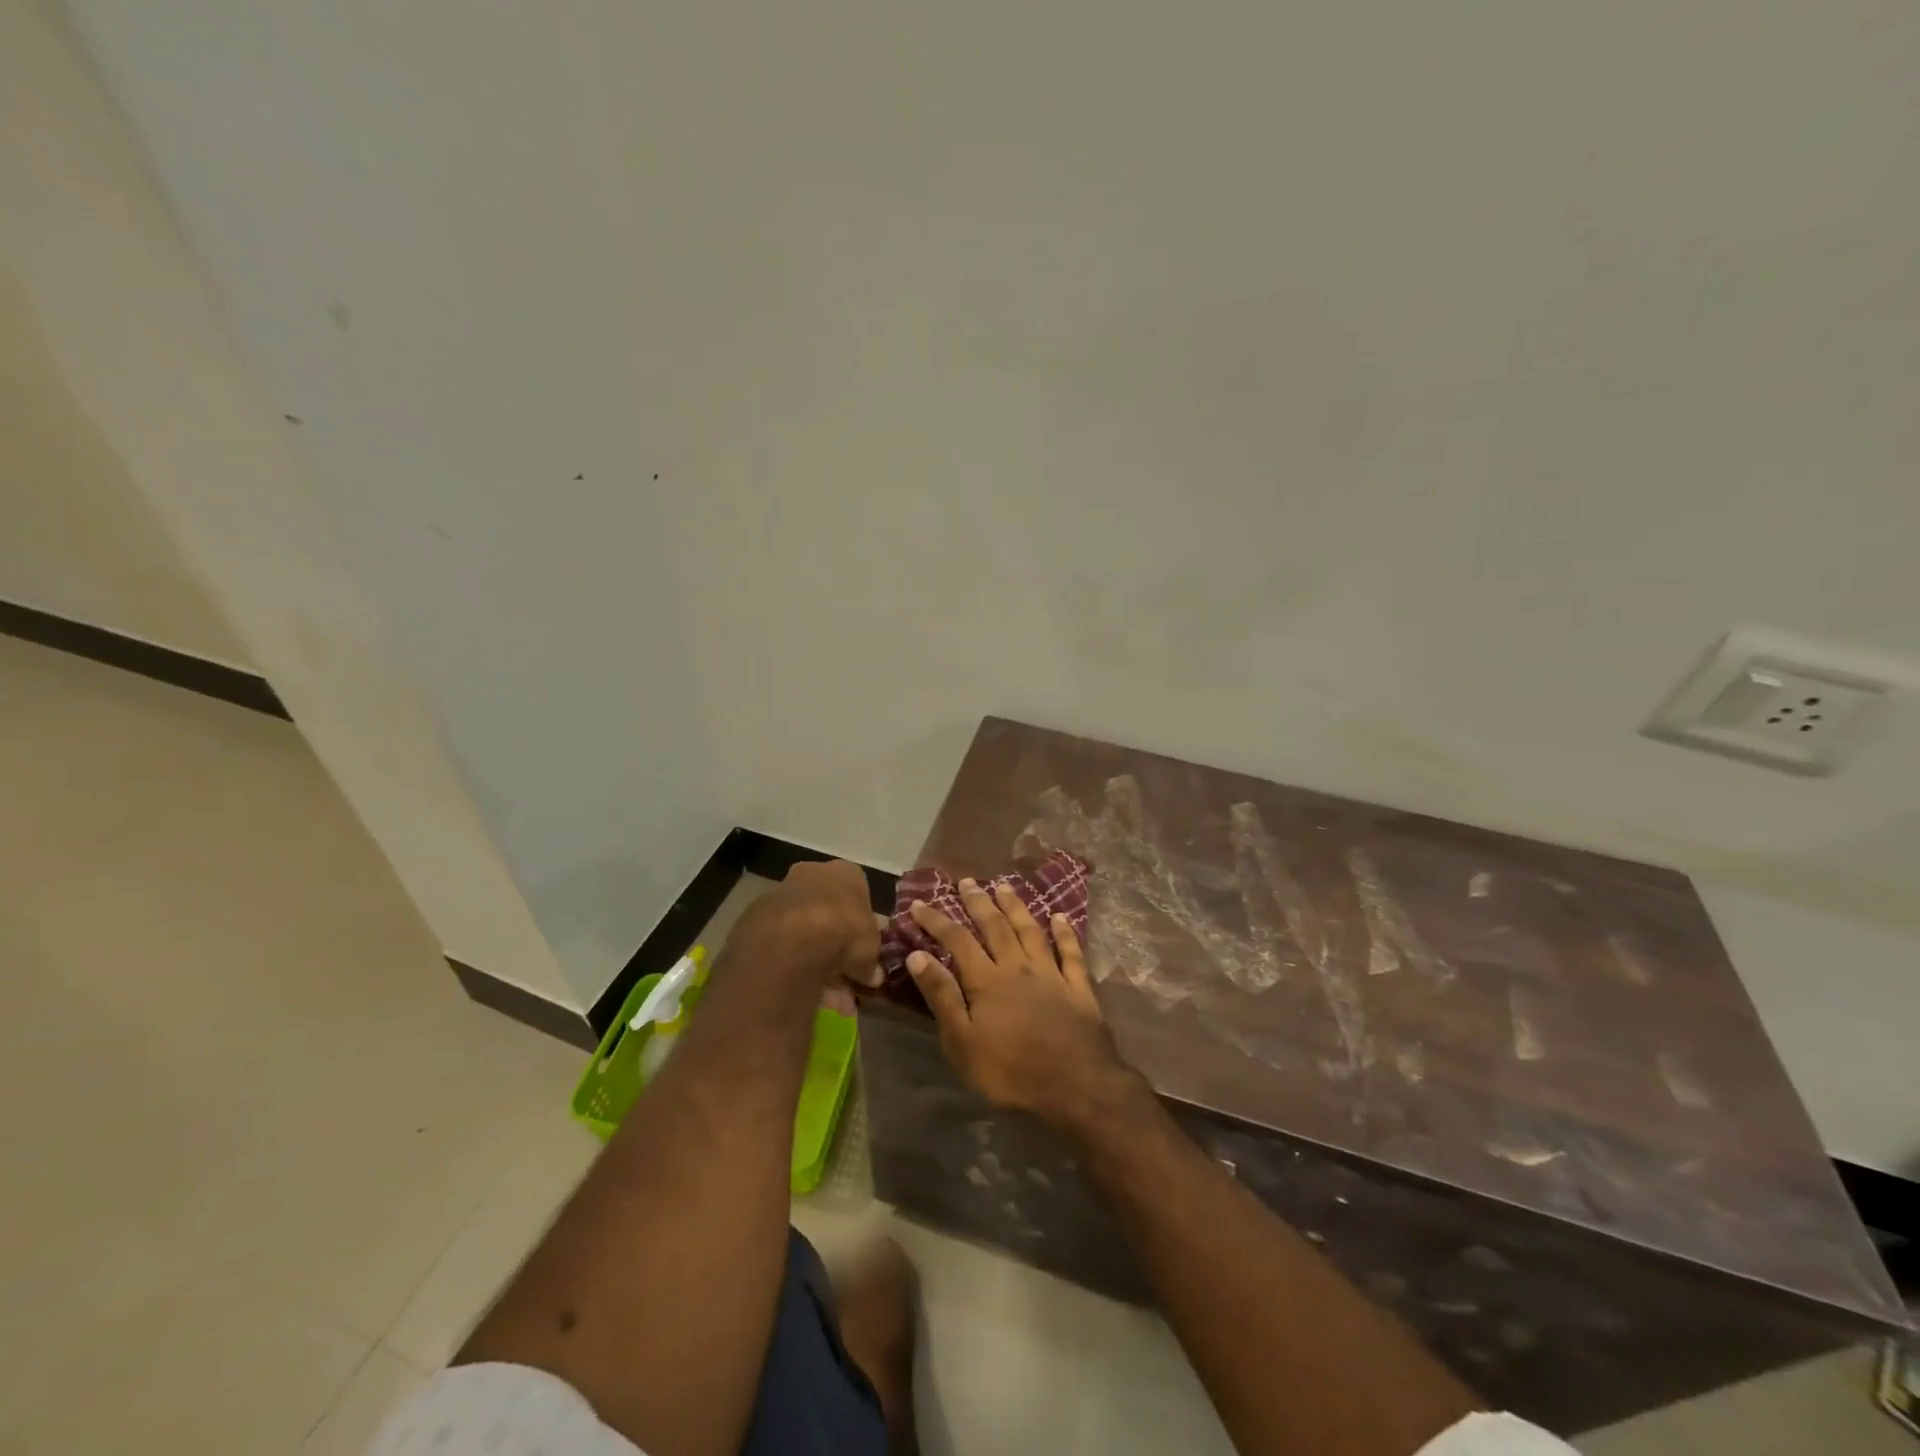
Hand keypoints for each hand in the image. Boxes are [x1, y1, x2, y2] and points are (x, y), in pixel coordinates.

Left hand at [727, 860, 881, 988]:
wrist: (793, 937)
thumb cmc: (845, 931)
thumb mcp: (870, 950)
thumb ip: (870, 961)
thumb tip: (873, 975)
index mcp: (846, 872)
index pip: (857, 893)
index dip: (859, 923)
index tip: (859, 947)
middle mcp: (813, 872)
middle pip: (826, 907)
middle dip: (832, 939)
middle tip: (839, 971)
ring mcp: (782, 890)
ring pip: (801, 924)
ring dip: (809, 952)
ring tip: (817, 987)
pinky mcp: (756, 913)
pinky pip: (779, 938)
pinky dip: (787, 957)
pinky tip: (794, 982)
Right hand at [905, 880, 1137, 1132]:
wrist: (1077, 1087)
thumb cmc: (1011, 1071)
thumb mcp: (963, 1042)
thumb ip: (942, 996)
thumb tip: (918, 954)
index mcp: (986, 980)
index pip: (957, 940)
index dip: (937, 920)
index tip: (919, 903)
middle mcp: (1018, 967)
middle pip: (995, 926)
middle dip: (978, 902)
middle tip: (966, 881)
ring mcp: (1051, 974)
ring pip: (1030, 931)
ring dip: (1016, 907)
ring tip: (1005, 887)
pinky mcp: (1078, 988)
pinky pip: (1071, 953)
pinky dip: (1065, 933)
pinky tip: (1060, 917)